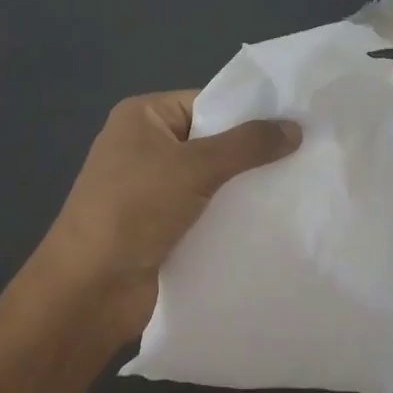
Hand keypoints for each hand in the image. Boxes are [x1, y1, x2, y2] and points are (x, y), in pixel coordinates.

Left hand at [44, 90, 300, 338]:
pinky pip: (204, 211)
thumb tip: (296, 127)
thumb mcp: (195, 166)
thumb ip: (247, 145)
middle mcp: (144, 147)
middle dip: (251, 153)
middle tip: (303, 157)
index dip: (249, 113)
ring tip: (296, 188)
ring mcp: (150, 190)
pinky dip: (230, 216)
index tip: (296, 123)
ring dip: (243, 188)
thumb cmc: (134, 208)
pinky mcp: (159, 227)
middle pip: (211, 141)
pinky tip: (269, 220)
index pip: (207, 102)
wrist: (89, 290)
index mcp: (142, 117)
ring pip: (211, 180)